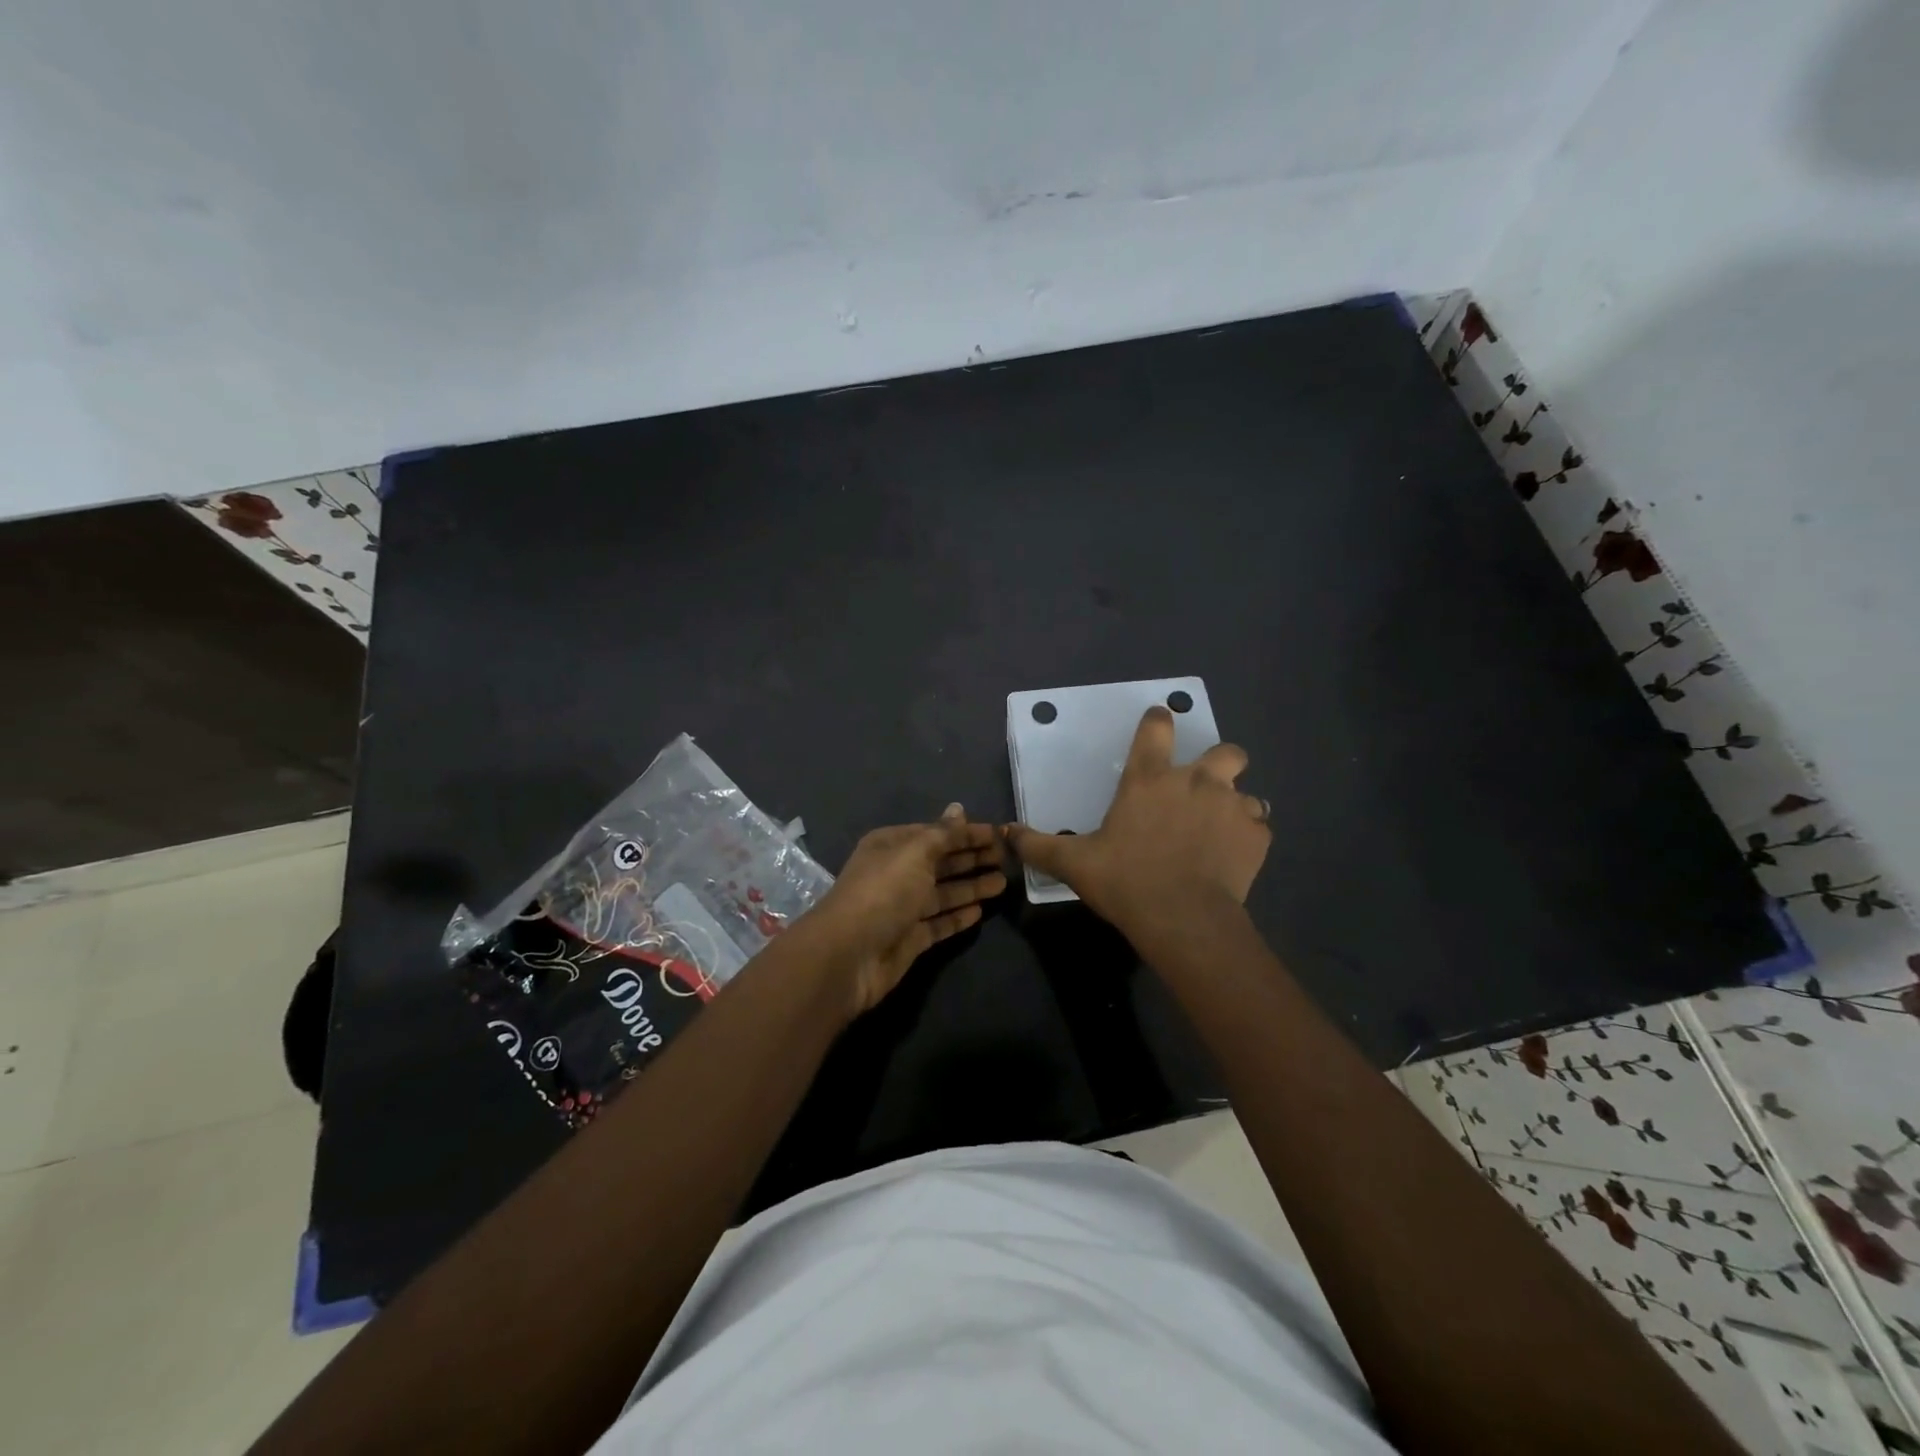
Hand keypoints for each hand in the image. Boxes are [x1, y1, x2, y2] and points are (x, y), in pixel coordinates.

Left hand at [807, 806, 1006, 1015]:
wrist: (849, 955)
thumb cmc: (883, 892)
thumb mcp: (915, 853)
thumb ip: (942, 834)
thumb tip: (959, 808)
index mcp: (892, 846)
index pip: (935, 833)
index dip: (965, 833)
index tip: (998, 834)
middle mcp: (897, 873)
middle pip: (941, 862)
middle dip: (972, 858)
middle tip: (1008, 858)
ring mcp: (903, 908)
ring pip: (943, 893)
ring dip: (971, 886)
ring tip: (1003, 883)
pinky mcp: (909, 938)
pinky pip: (939, 923)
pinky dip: (958, 916)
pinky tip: (981, 912)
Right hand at [1004, 706, 1269, 938]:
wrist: (1183, 919)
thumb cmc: (1126, 881)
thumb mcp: (1074, 863)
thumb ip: (1038, 844)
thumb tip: (1004, 832)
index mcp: (1150, 779)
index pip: (1157, 727)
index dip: (1158, 720)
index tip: (1159, 722)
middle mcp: (1196, 781)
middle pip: (1224, 750)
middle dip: (1220, 760)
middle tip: (1202, 787)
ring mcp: (1232, 807)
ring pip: (1246, 791)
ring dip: (1234, 804)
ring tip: (1219, 830)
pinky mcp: (1256, 836)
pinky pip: (1258, 826)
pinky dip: (1247, 837)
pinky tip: (1233, 857)